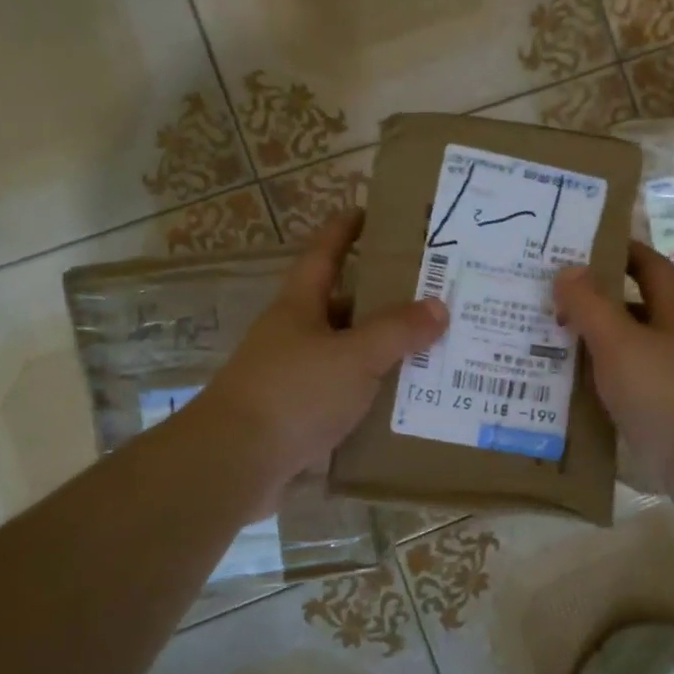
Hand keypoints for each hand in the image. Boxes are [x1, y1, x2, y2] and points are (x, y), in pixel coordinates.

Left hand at [199, 210, 446, 511]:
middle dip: (381, 298)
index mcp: (300, 306)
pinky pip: (345, 394)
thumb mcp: (354, 356)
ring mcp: (294, 376)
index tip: (369, 212)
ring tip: (430, 348)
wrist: (235, 462)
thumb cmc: (294, 392)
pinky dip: (372, 393)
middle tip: (429, 294)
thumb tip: (438, 306)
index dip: (344, 230)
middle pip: (342, 306)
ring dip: (381, 351)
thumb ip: (398, 331)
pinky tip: (404, 400)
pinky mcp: (299, 416)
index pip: (324, 254)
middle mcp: (295, 335)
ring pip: (347, 353)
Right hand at [555, 241, 673, 503]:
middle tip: (545, 300)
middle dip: (592, 302)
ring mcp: (671, 379)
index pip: (648, 266)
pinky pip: (624, 388)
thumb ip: (592, 306)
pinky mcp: (663, 413)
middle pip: (632, 309)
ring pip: (625, 351)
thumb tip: (567, 269)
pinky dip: (597, 385)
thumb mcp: (621, 344)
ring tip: (542, 342)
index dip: (620, 251)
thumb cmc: (669, 394)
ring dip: (590, 346)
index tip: (580, 247)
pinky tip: (564, 391)